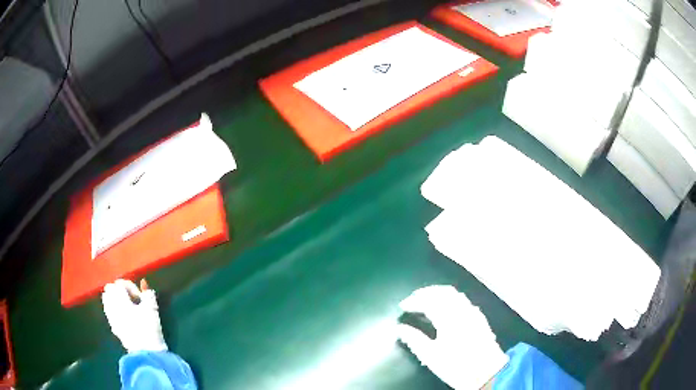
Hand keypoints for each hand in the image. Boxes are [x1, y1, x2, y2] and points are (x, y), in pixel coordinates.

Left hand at [102, 279, 167, 352]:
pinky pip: (109, 312)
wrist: (146, 353)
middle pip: (110, 289)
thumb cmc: (149, 329)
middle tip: (133, 299)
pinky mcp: (114, 328)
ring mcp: (111, 317)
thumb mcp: (152, 309)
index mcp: (119, 298)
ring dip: (115, 299)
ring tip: (128, 306)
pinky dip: (114, 309)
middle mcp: (111, 305)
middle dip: (120, 290)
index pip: (120, 283)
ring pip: (107, 300)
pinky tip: (124, 316)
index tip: (141, 297)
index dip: (131, 287)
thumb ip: (148, 295)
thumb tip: (145, 286)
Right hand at [398, 285, 508, 389]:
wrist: (488, 372)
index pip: (428, 301)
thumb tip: (401, 329)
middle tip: (412, 299)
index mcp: (449, 318)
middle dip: (425, 292)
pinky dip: (449, 297)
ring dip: (438, 293)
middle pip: (442, 292)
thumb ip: (415, 340)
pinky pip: (462, 299)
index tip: (402, 306)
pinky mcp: (479, 317)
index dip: (414, 301)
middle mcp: (462, 310)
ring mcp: (472, 312)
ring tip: (426, 300)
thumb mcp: (431, 357)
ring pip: (454, 293)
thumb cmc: (457, 366)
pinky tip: (445, 307)